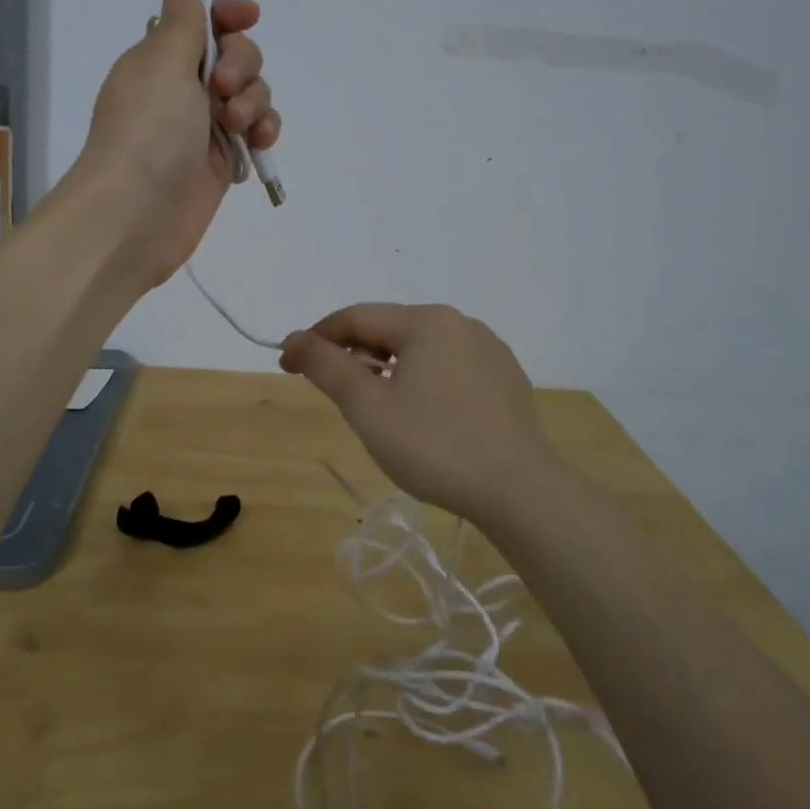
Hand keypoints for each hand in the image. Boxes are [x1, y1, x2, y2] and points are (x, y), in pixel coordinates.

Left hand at [66, 0, 279, 288]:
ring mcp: (205, 125)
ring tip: (238, 126)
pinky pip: (257, 130)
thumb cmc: (147, 130)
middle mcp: (183, 88)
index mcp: (161, 58)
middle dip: (242, 64)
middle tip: (224, 90)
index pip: (203, 22)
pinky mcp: (223, 159)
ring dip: (255, 100)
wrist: (137, 214)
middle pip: (236, 54)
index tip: (246, 16)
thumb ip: (182, 24)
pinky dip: (264, 129)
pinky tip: (261, 141)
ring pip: (252, 93)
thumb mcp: (162, 64)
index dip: (228, 16)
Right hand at [279, 304, 559, 518]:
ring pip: (420, 349)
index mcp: (425, 320)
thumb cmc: (435, 446)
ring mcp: (488, 349)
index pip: (355, 317)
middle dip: (353, 354)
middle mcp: (459, 322)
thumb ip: (326, 366)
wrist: (521, 491)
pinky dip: (422, 380)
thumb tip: (294, 338)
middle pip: (389, 330)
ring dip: (387, 368)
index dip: (316, 338)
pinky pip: (449, 366)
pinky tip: (423, 415)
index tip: (287, 364)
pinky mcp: (506, 377)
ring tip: (374, 405)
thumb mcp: (368, 407)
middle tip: (330, 390)